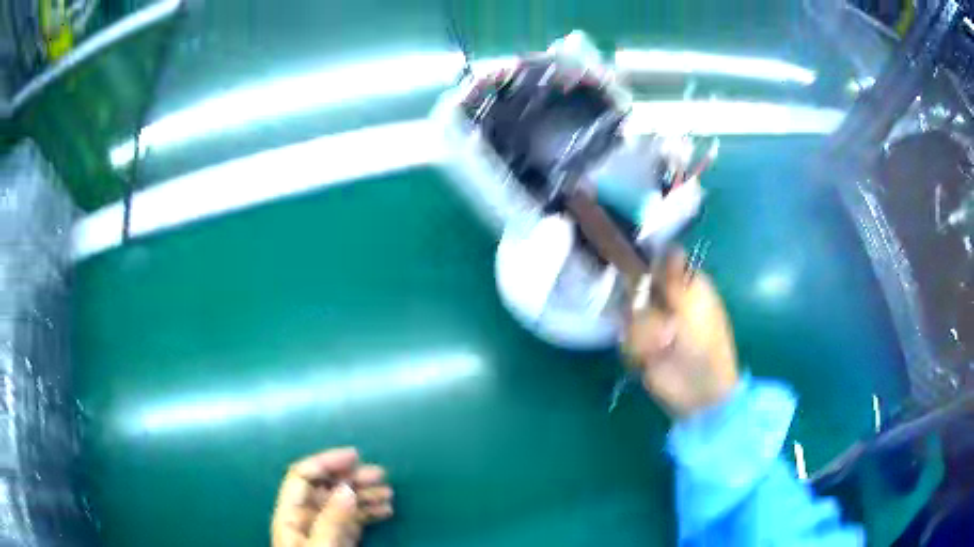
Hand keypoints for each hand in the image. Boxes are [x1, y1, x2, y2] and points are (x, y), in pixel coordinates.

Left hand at [272, 447, 392, 546]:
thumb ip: (330, 521)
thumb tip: (346, 489)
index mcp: (291, 516)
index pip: (302, 478)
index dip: (325, 462)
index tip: (355, 457)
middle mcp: (305, 520)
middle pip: (326, 489)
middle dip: (352, 478)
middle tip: (382, 477)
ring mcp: (323, 532)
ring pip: (342, 504)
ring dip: (364, 495)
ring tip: (389, 494)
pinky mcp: (339, 543)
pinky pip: (353, 521)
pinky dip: (368, 513)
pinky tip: (385, 511)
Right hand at [623, 250, 739, 418]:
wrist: (698, 388)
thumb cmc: (704, 342)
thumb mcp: (694, 304)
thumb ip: (675, 276)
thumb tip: (671, 244)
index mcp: (686, 285)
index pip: (658, 261)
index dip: (646, 261)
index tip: (636, 266)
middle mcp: (667, 300)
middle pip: (636, 286)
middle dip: (644, 305)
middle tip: (660, 319)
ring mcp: (652, 323)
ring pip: (629, 314)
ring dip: (645, 332)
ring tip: (663, 346)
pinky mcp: (639, 346)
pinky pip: (626, 337)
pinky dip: (638, 349)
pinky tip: (653, 358)